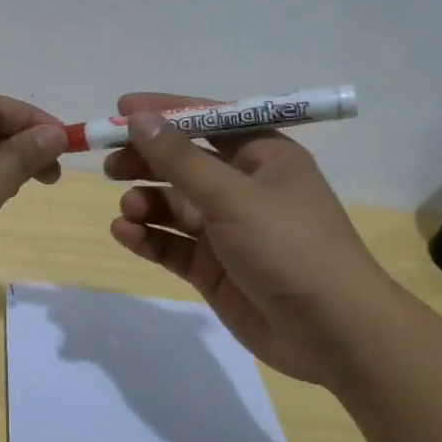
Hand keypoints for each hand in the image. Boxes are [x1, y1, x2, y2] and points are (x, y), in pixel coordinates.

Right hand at [105, 92, 396, 382]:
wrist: (333, 333)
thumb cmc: (290, 247)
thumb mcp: (233, 196)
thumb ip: (180, 159)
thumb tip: (139, 118)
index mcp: (263, 157)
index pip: (208, 120)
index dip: (165, 112)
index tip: (121, 108)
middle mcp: (244, 188)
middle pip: (184, 163)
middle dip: (146, 160)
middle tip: (109, 163)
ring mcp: (227, 230)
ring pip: (173, 205)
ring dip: (146, 201)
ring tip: (128, 208)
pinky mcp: (213, 267)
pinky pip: (172, 243)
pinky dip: (147, 236)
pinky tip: (125, 232)